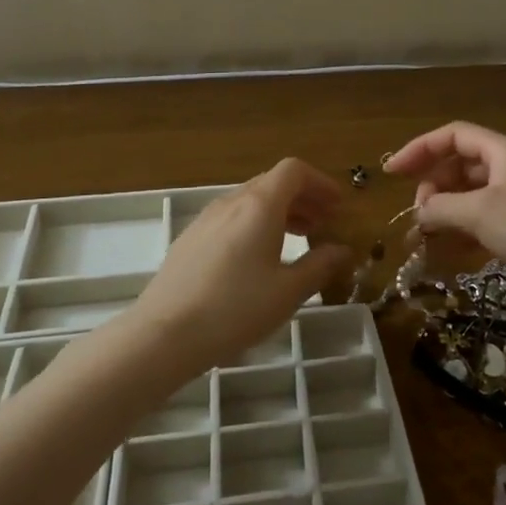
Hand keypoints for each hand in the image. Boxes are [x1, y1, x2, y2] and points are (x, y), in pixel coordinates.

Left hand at [131, 159, 352, 373]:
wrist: (164, 334)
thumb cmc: (235, 309)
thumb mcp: (288, 292)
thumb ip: (319, 266)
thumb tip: (341, 250)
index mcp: (260, 205)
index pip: (294, 171)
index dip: (320, 182)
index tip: (337, 205)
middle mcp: (232, 202)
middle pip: (272, 183)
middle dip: (302, 198)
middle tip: (323, 223)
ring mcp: (206, 219)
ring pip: (250, 201)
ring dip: (279, 212)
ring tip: (296, 240)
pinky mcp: (190, 239)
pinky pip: (231, 218)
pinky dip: (254, 225)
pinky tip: (257, 259)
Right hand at [384, 121, 505, 322]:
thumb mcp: (479, 213)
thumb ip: (440, 207)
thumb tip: (419, 212)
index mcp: (502, 151)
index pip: (453, 136)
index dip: (419, 149)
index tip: (392, 172)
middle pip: (459, 164)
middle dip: (432, 185)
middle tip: (418, 212)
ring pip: (468, 193)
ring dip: (443, 210)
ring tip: (423, 235)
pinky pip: (481, 217)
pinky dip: (461, 228)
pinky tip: (446, 248)